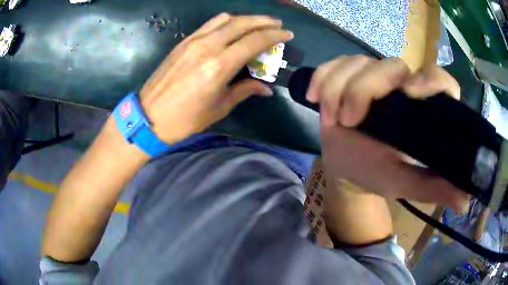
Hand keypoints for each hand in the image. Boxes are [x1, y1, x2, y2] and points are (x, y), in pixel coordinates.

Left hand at [140, 13, 293, 143]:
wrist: (149, 116)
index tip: (287, 34)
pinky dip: (226, 22)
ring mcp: (193, 41)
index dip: (275, 36)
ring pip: (225, 19)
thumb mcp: (219, 107)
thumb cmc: (185, 118)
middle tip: (277, 24)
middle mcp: (208, 46)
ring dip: (245, 19)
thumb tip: (266, 88)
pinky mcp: (183, 41)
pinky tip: (233, 28)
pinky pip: (209, 24)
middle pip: (242, 23)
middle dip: (263, 21)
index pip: (255, 41)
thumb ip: (245, 91)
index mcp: (219, 66)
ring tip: (257, 24)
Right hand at [309, 56, 467, 212]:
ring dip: (338, 88)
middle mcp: (401, 85)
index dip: (431, 80)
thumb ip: (435, 188)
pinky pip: (334, 63)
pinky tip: (316, 98)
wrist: (346, 166)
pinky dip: (321, 78)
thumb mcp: (407, 183)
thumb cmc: (378, 173)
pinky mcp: (348, 74)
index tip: (411, 93)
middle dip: (363, 90)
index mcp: (423, 108)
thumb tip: (464, 203)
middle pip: (389, 66)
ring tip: (332, 119)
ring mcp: (373, 75)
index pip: (439, 79)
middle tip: (348, 121)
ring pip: (357, 62)